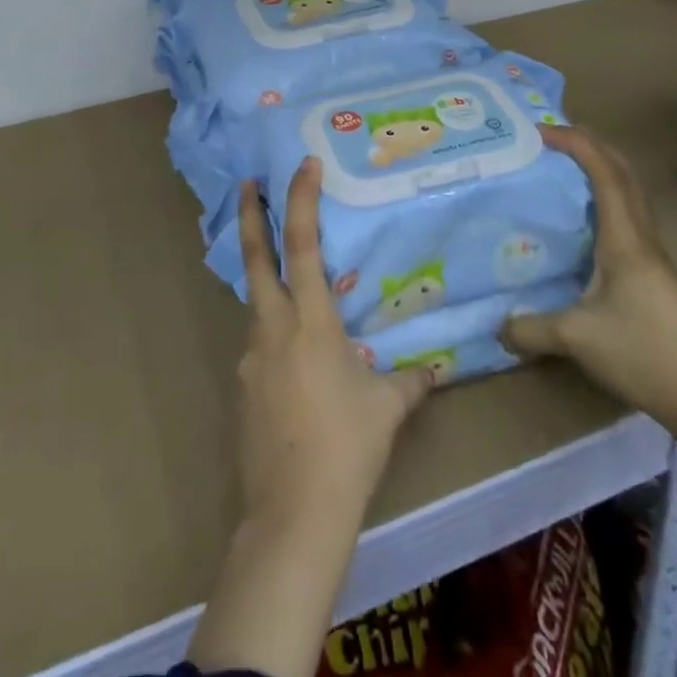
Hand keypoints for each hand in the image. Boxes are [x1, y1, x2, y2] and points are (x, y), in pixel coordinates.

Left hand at [188, 161, 435, 676]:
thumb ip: (410, 381)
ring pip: (257, 304)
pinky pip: (260, 346)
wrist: (293, 513)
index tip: (302, 164)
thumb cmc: (347, 448)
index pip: (302, 244)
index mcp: (310, 320)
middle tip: (246, 184)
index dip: (300, 199)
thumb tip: (434, 369)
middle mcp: (273, 326)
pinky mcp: (242, 387)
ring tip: (296, 299)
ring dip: (268, 285)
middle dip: (249, 216)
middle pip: (255, 258)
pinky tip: (297, 369)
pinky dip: (274, 337)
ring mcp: (250, 357)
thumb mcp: (387, 409)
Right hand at [502, 123, 676, 425]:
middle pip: (622, 171)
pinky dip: (604, 195)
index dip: (574, 143)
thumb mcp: (575, 339)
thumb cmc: (643, 355)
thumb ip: (530, 328)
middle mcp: (641, 236)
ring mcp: (651, 254)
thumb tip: (496, 325)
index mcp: (624, 239)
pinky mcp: (653, 272)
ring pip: (628, 191)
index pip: (603, 172)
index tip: (538, 132)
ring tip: (561, 167)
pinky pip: (627, 213)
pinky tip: (582, 218)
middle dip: (588, 144)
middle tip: (549, 138)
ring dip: (599, 167)